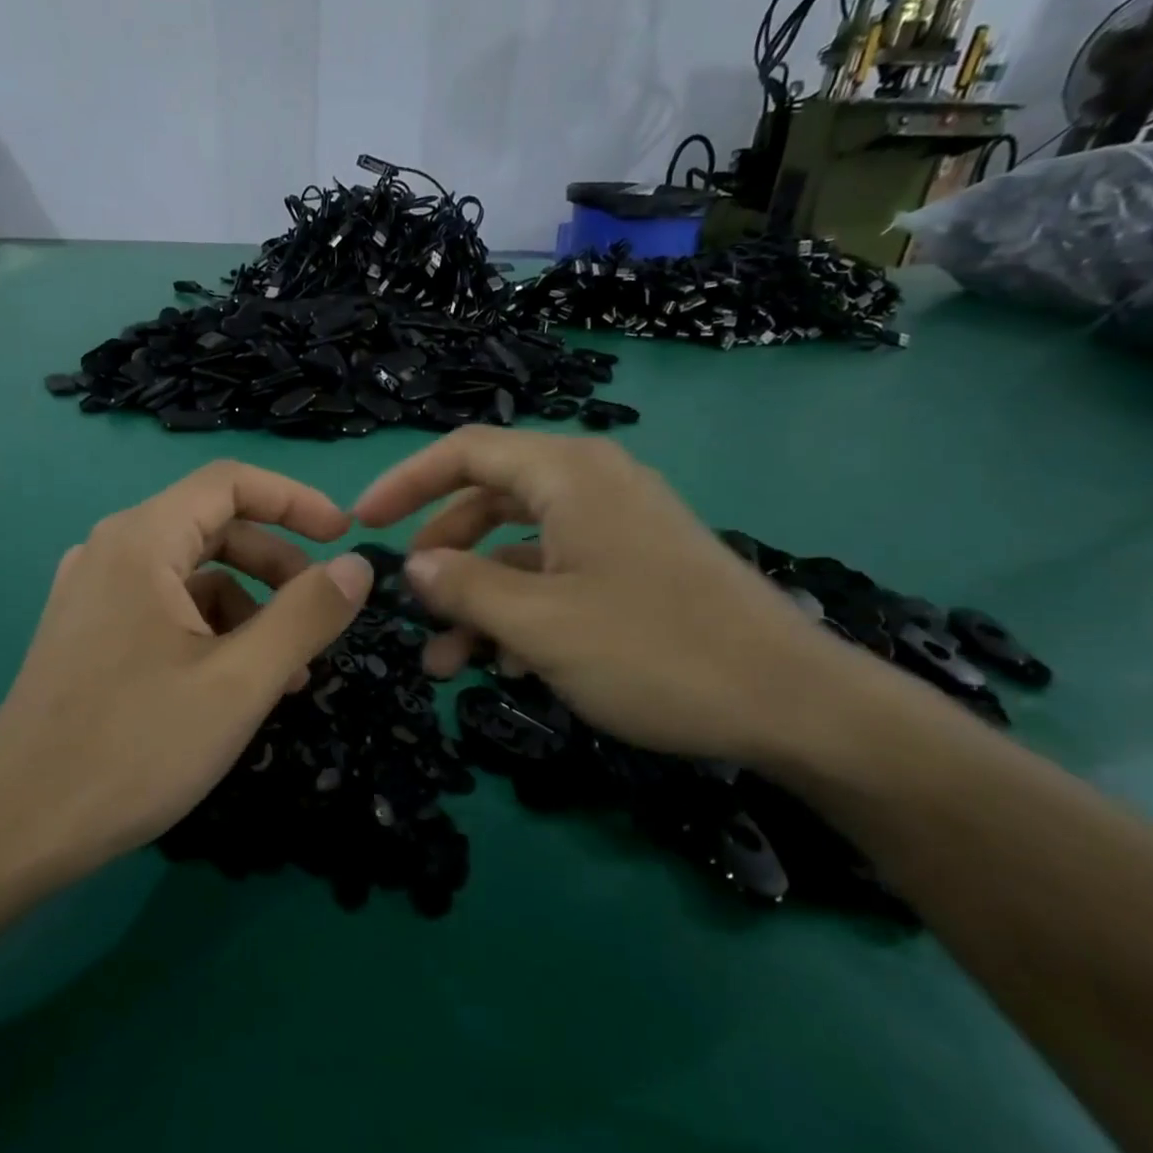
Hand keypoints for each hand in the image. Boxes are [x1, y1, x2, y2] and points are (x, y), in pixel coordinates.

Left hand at [0, 462, 372, 881]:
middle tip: (321, 615)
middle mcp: (111, 552)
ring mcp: (93, 595)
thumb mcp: (241, 682)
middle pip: (214, 528)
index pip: (231, 483)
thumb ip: (307, 615)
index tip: (344, 537)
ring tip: (285, 672)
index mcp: (141, 541)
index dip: (296, 501)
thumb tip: (358, 566)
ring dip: (250, 609)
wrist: (16, 828)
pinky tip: (234, 686)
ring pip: (192, 576)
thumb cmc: (135, 748)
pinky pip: (165, 610)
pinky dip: (212, 633)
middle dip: (278, 566)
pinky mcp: (88, 635)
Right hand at [353, 427, 850, 766]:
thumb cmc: (654, 651)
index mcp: (569, 475)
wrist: (790, 702)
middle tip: (411, 602)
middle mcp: (593, 486)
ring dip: (478, 599)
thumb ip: (465, 588)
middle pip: (489, 500)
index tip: (362, 523)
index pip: (466, 451)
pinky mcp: (635, 568)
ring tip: (445, 663)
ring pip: (520, 549)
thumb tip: (413, 567)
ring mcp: (617, 529)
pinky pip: (557, 576)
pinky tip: (505, 665)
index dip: (406, 481)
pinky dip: (522, 611)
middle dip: (442, 554)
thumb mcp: (540, 623)